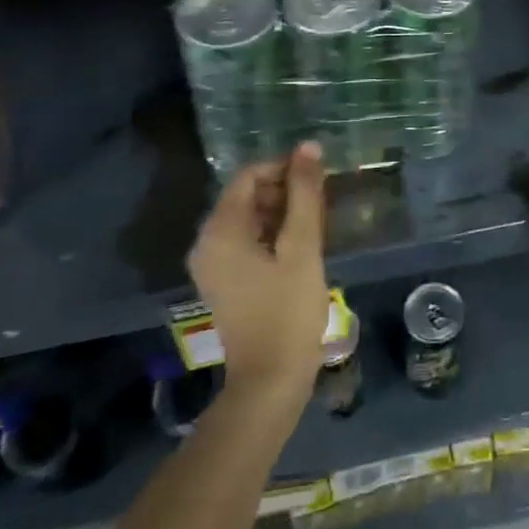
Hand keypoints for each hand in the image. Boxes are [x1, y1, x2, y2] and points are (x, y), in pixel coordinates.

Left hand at [188, 141, 329, 406]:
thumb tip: (308, 147)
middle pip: (247, 195)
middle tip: (321, 204)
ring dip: (281, 213)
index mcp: (221, 230)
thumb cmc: (288, 310)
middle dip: (284, 191)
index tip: (318, 179)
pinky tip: (300, 248)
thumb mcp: (303, 247)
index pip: (249, 175)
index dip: (284, 168)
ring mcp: (213, 264)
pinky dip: (272, 234)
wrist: (270, 381)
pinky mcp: (224, 281)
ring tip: (315, 226)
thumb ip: (305, 194)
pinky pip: (246, 241)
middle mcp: (207, 241)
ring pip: (249, 218)